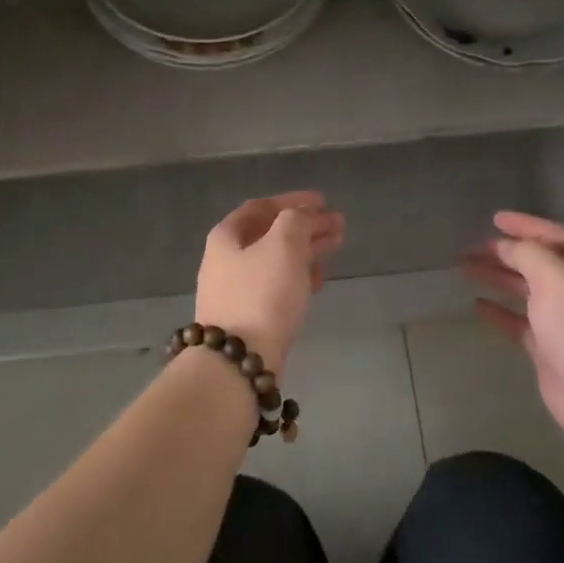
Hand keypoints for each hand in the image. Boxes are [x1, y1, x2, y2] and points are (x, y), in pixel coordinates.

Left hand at [196, 191, 344, 373]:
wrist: (237, 361)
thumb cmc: (260, 294)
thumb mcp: (283, 245)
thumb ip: (296, 220)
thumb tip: (302, 216)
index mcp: (227, 236)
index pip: (262, 206)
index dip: (294, 201)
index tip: (323, 201)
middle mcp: (225, 259)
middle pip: (271, 233)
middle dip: (306, 226)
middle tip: (338, 225)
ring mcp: (234, 290)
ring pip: (276, 260)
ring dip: (306, 250)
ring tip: (336, 247)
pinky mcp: (247, 317)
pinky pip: (275, 286)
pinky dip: (297, 276)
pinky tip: (316, 281)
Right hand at [460, 211, 563, 441]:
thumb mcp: (553, 276)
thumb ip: (526, 253)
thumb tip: (504, 245)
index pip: (552, 235)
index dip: (524, 225)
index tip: (494, 218)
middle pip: (535, 262)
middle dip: (504, 253)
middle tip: (471, 248)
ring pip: (524, 290)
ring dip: (497, 278)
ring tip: (465, 269)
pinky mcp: (549, 348)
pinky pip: (520, 322)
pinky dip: (500, 312)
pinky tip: (478, 305)